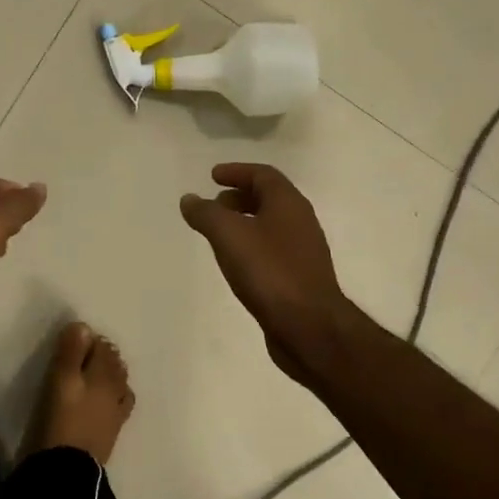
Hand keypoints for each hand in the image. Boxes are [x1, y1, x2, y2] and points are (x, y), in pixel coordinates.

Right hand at [180, 163, 355, 383]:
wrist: (309, 326)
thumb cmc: (268, 272)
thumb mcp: (228, 235)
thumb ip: (206, 213)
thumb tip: (189, 199)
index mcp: (288, 204)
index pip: (263, 175)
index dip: (237, 172)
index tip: (213, 176)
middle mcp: (301, 222)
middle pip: (269, 198)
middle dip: (239, 197)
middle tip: (213, 205)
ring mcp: (303, 251)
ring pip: (271, 225)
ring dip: (245, 222)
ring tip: (218, 234)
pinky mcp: (300, 277)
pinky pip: (272, 249)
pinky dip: (251, 245)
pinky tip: (236, 262)